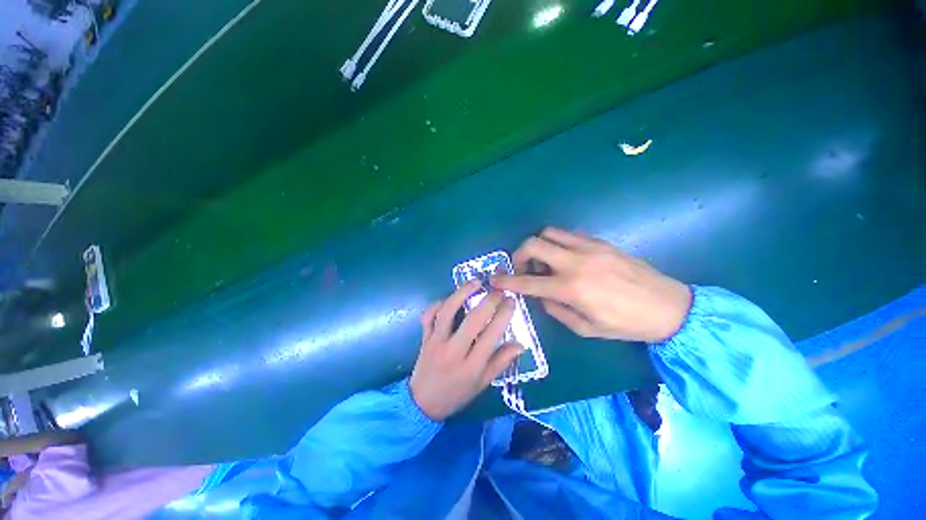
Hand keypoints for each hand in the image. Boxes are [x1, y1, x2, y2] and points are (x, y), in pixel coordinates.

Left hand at [409, 281, 523, 420]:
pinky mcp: (424, 337)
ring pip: (448, 312)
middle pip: (472, 321)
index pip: (491, 335)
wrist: (422, 404)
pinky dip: (437, 304)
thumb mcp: (483, 384)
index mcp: (471, 366)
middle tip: (499, 289)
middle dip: (489, 301)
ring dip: (461, 294)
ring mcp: (436, 342)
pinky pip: (428, 316)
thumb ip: (501, 362)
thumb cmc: (456, 394)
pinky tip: (449, 297)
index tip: (511, 301)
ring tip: (475, 282)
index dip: (503, 315)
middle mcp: (454, 351)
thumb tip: (520, 344)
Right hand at [491, 228, 691, 342]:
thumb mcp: (586, 328)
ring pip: (549, 233)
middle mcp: (576, 263)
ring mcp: (589, 248)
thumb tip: (542, 295)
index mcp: (572, 289)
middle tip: (523, 268)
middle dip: (519, 254)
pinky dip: (558, 244)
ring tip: (545, 262)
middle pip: (534, 244)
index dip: (507, 281)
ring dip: (538, 246)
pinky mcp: (600, 242)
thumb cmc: (626, 324)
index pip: (528, 282)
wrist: (669, 306)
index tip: (494, 280)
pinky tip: (565, 258)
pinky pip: (569, 235)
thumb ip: (556, 310)